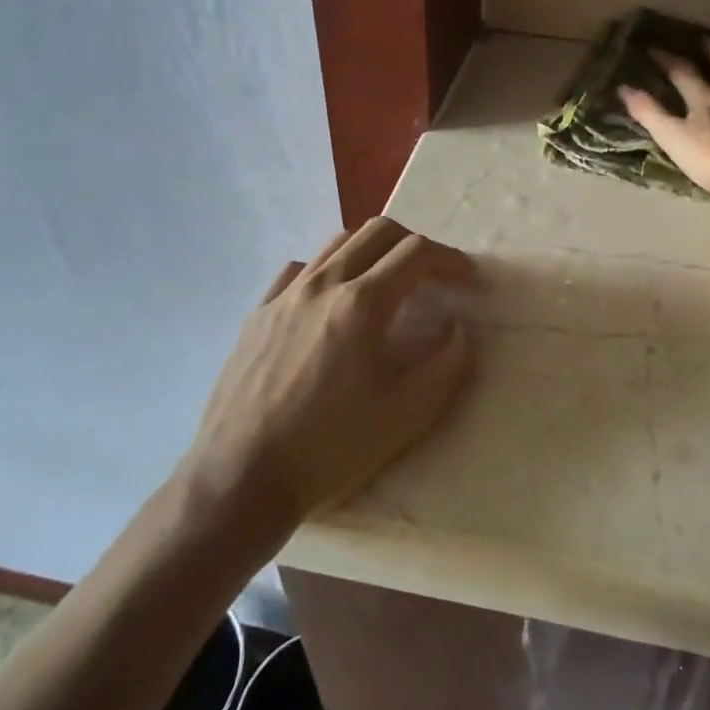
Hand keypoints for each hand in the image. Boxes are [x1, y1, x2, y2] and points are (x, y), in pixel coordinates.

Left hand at [185, 217, 478, 524]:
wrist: (241, 477)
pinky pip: (299, 270)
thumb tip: (459, 327)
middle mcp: (323, 285)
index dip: (451, 260)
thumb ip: (447, 363)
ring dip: (373, 251)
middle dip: (415, 244)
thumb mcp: (407, 414)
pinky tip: (332, 302)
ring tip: (386, 283)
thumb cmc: (331, 447)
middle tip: (433, 275)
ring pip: (337, 244)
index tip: (469, 279)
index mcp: (362, 304)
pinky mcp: (257, 314)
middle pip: (377, 232)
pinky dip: (329, 271)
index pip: (417, 253)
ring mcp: (284, 296)